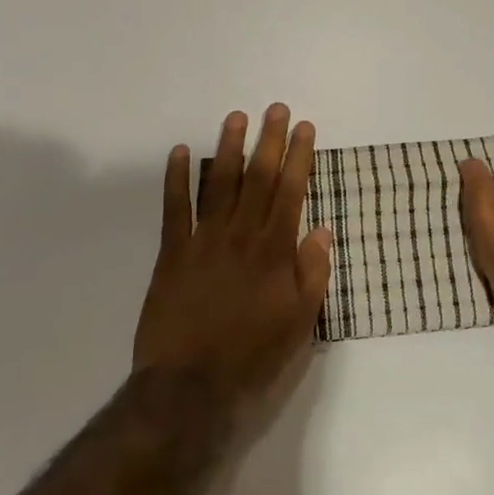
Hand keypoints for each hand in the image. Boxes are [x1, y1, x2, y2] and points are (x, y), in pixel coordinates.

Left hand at [134, 104, 333, 420]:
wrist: (191, 385)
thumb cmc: (252, 355)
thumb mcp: (299, 322)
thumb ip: (312, 273)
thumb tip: (321, 230)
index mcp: (274, 250)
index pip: (290, 191)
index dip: (298, 157)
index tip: (304, 128)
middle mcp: (241, 235)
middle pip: (257, 178)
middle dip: (269, 140)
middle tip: (275, 109)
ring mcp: (203, 240)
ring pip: (219, 184)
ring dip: (229, 148)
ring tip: (237, 117)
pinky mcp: (172, 252)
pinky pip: (175, 208)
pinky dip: (178, 178)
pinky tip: (182, 152)